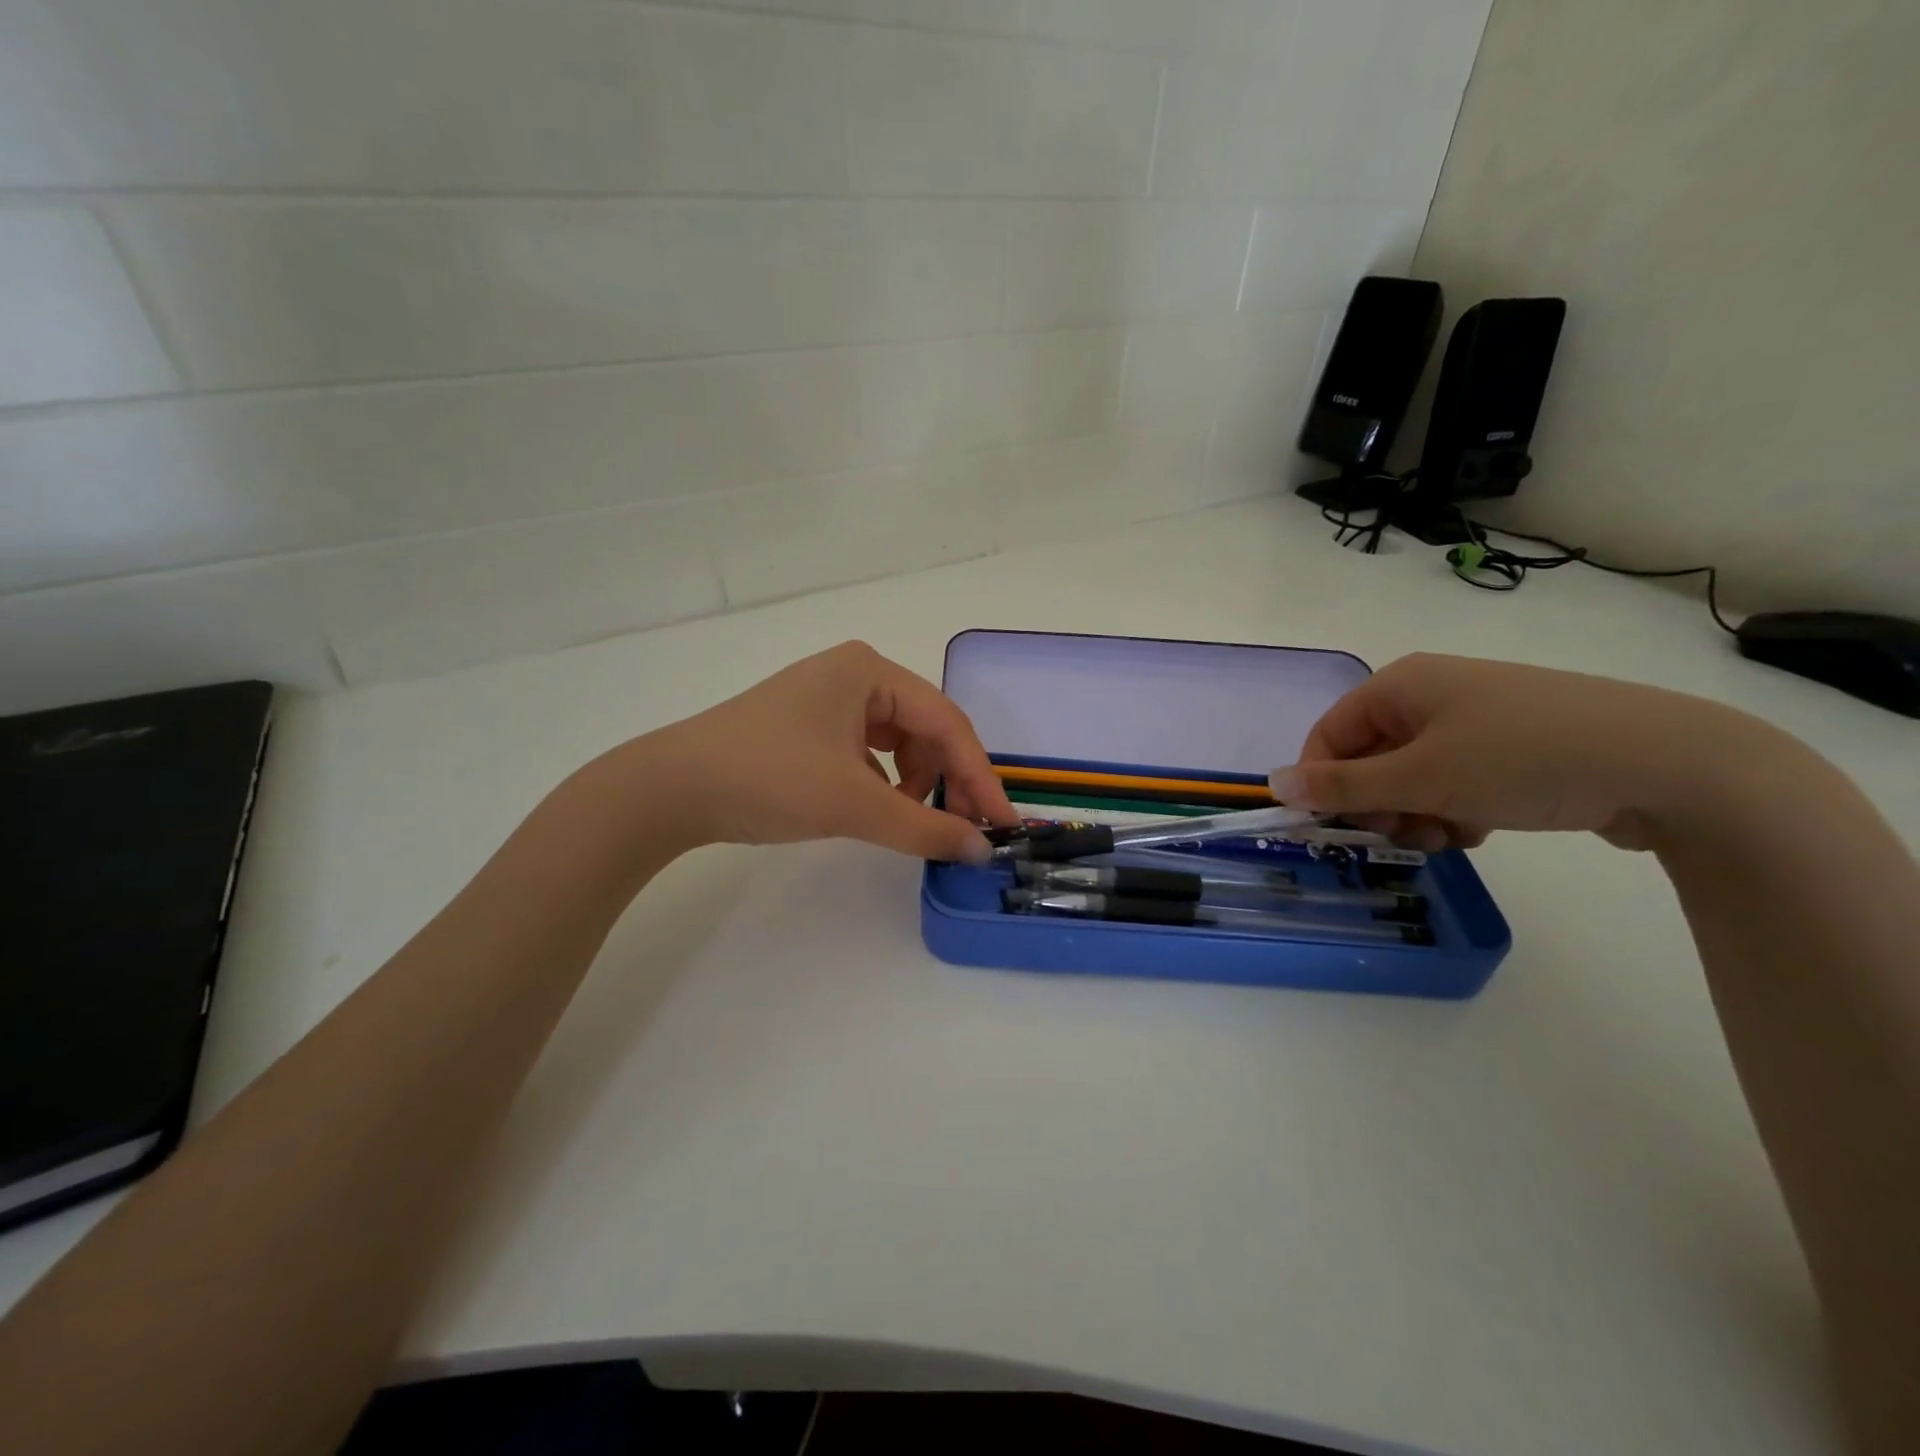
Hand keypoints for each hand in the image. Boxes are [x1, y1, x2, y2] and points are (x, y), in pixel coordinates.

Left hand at [638, 641, 1016, 862]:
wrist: (670, 788)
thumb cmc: (769, 778)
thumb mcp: (853, 803)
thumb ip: (924, 828)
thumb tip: (979, 851)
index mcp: (870, 671)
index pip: (946, 724)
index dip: (979, 776)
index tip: (1002, 823)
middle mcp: (854, 674)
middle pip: (924, 729)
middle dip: (947, 780)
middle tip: (962, 830)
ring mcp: (828, 698)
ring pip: (898, 742)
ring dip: (915, 783)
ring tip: (910, 821)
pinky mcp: (809, 726)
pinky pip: (867, 751)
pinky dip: (883, 781)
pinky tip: (878, 807)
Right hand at [1267, 653, 1788, 852]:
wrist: (1673, 765)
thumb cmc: (1523, 759)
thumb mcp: (1421, 779)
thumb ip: (1342, 785)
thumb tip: (1274, 784)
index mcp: (1401, 684)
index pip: (1329, 735)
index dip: (1324, 783)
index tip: (1339, 828)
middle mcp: (1432, 693)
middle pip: (1371, 755)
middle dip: (1379, 804)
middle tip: (1405, 837)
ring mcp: (1477, 717)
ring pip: (1413, 774)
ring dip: (1417, 813)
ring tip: (1452, 837)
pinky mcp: (1513, 743)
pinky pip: (1455, 778)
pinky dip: (1454, 808)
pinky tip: (1482, 828)